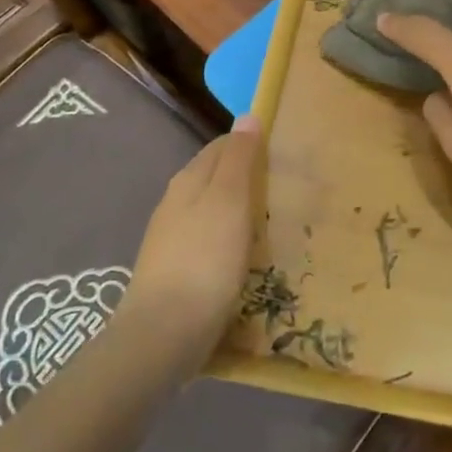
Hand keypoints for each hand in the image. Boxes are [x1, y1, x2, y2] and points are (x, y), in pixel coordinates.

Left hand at [124, 116, 260, 362]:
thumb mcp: (228, 200)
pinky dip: (231, 242)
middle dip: (248, 179)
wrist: (164, 334)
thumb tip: (247, 116)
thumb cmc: (204, 259)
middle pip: (216, 178)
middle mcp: (176, 203)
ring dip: (240, 212)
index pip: (222, 146)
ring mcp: (172, 240)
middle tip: (287, 190)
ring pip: (213, 212)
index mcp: (188, 180)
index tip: (284, 155)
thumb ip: (238, 158)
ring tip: (274, 224)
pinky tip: (248, 259)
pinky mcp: (177, 272)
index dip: (251, 145)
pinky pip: (210, 243)